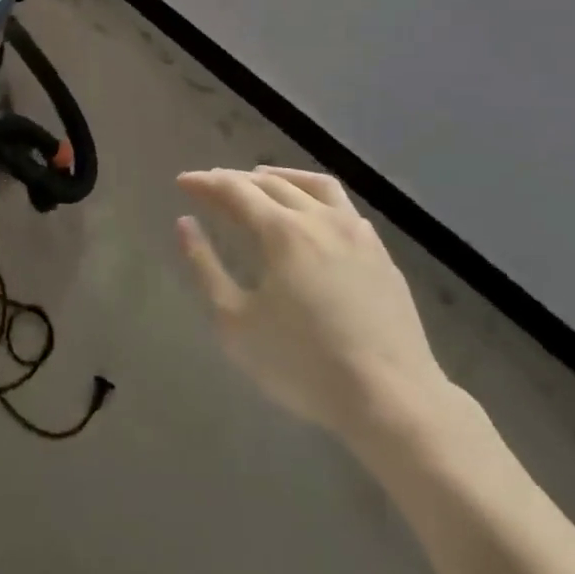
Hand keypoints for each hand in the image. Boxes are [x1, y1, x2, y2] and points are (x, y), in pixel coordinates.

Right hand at [176, 166, 453, 443]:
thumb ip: (205, 267)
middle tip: (212, 184)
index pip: (235, 190)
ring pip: (314, 184)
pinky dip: (315, 196)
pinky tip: (312, 213)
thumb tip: (185, 224)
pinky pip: (343, 206)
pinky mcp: (380, 252)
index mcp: (282, 231)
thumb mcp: (236, 323)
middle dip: (236, 179)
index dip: (206, 182)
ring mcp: (356, 232)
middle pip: (271, 182)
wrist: (391, 397)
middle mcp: (319, 218)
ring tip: (261, 179)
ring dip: (281, 176)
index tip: (183, 181)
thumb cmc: (303, 364)